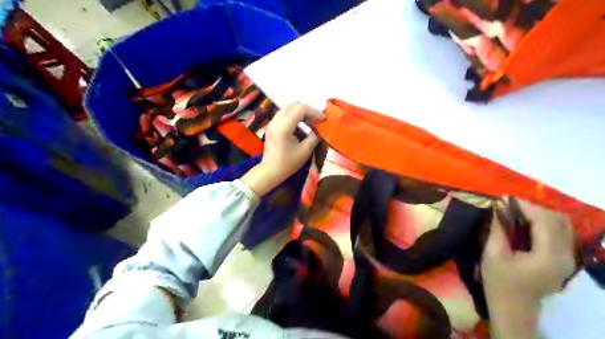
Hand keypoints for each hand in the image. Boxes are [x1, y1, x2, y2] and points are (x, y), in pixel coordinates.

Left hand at [242, 102, 326, 195]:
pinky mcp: (272, 126)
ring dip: (301, 113)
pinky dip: (294, 116)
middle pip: (294, 105)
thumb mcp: (305, 151)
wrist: (270, 171)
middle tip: (317, 121)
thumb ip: (314, 137)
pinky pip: (284, 114)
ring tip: (310, 123)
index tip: (323, 120)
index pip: (301, 109)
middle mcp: (276, 121)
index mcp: (284, 127)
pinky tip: (301, 126)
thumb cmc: (288, 163)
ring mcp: (272, 122)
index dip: (314, 112)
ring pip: (288, 108)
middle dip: (308, 110)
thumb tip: (320, 128)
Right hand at [482, 199, 575, 337]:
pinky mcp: (563, 261)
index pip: (544, 220)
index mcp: (548, 255)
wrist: (512, 308)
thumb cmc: (499, 282)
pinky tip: (525, 225)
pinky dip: (543, 224)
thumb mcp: (493, 253)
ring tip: (515, 213)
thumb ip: (497, 228)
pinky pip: (560, 234)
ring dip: (539, 215)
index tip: (503, 199)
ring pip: (562, 226)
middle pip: (557, 220)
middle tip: (508, 206)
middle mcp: (565, 255)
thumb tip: (497, 206)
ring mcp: (567, 259)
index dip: (524, 206)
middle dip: (532, 208)